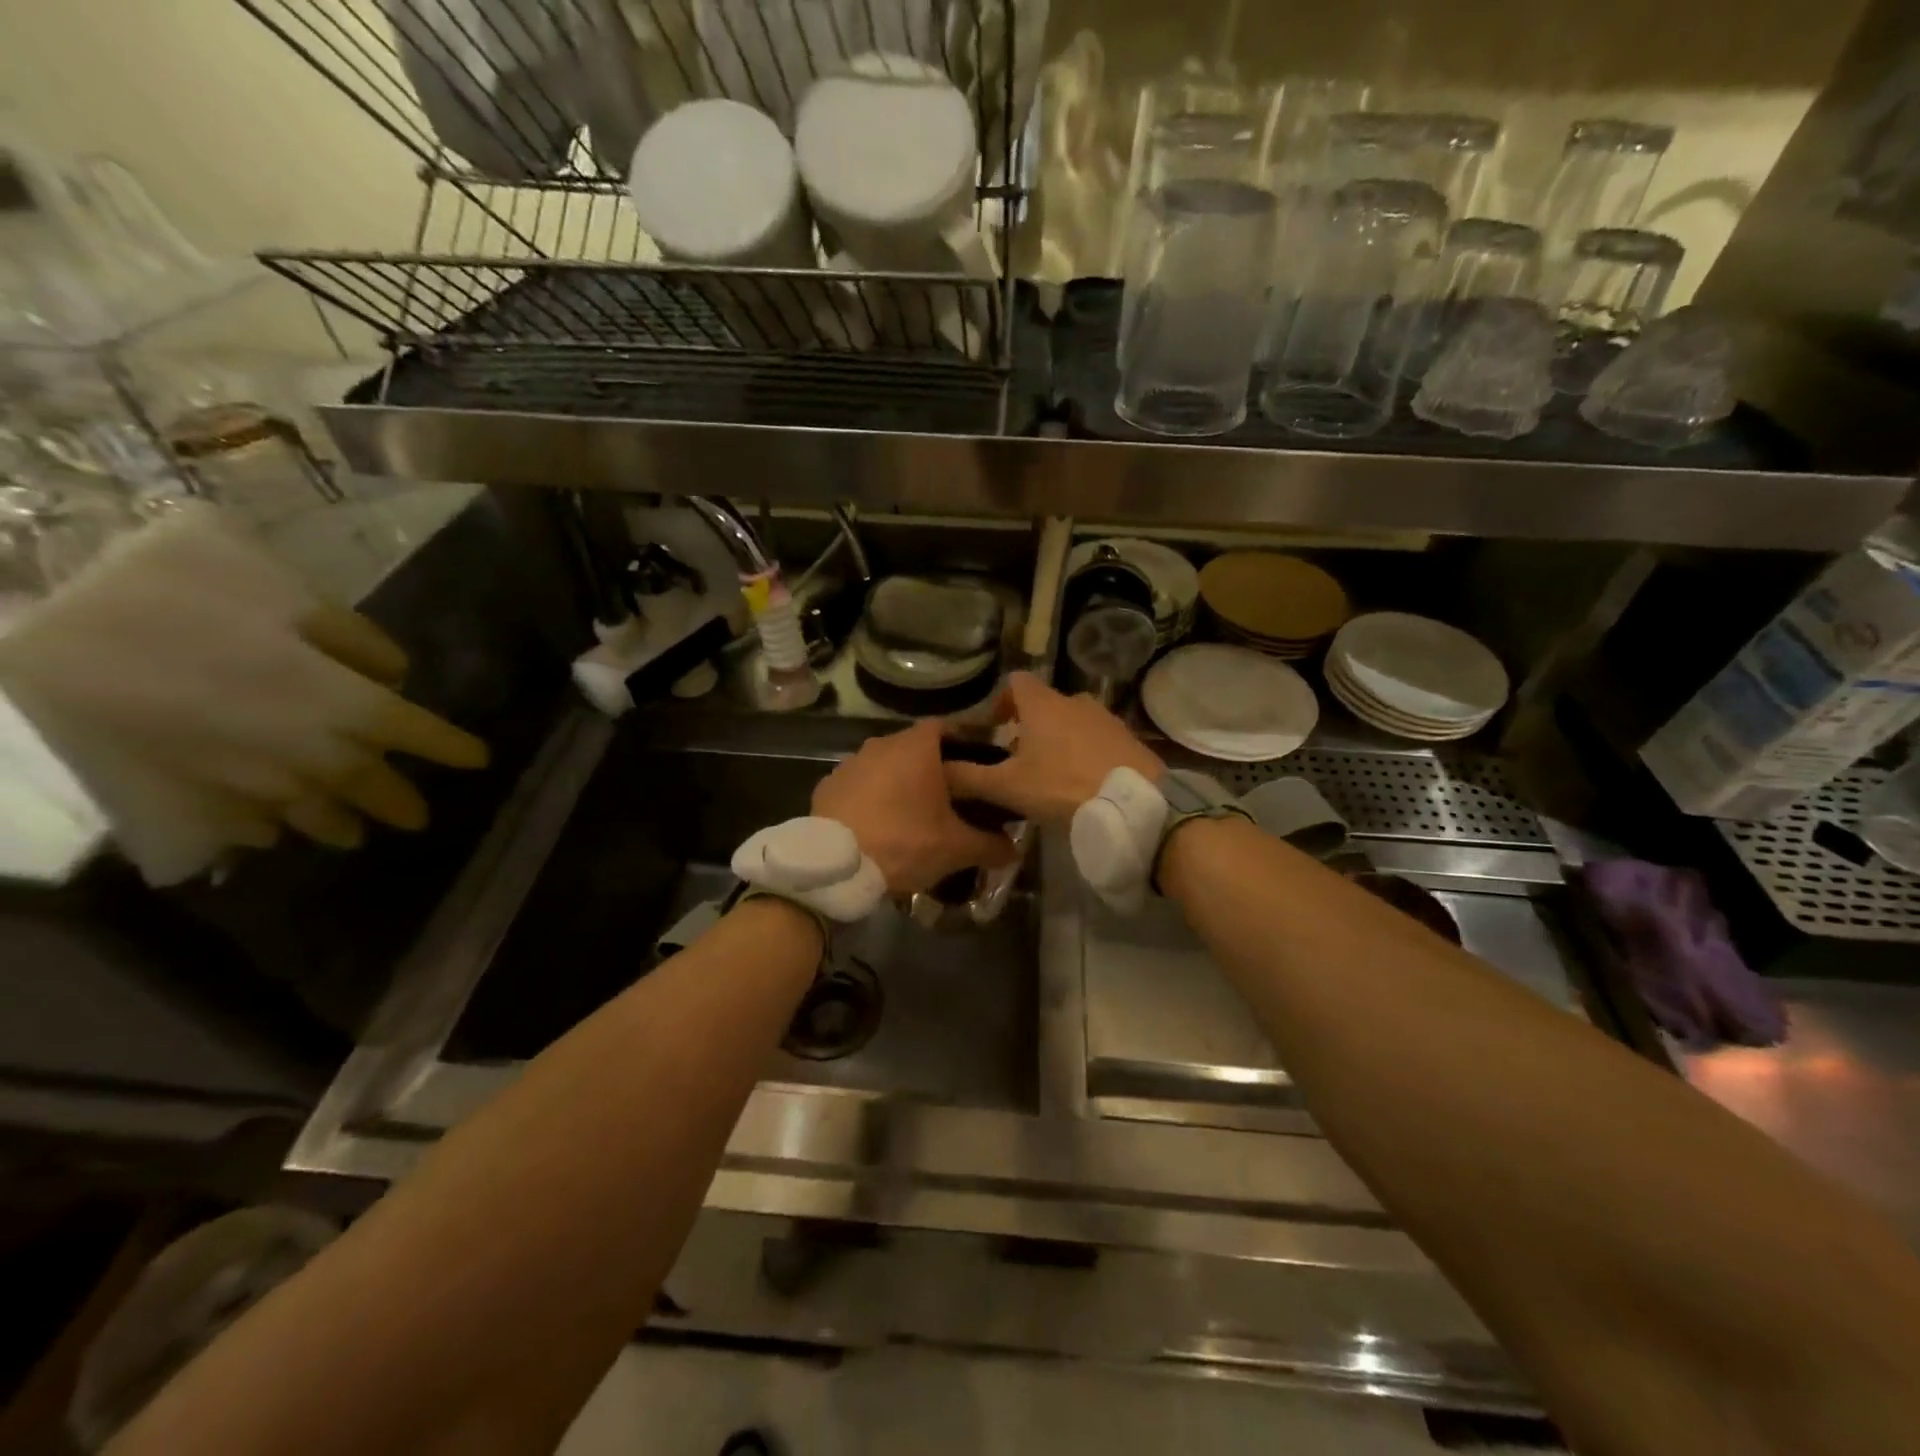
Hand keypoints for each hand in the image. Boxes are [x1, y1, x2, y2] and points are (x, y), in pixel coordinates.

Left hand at [812, 721, 1016, 894]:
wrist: (834, 867)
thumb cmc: (903, 843)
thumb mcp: (956, 848)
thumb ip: (990, 844)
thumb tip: (1014, 848)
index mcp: (916, 747)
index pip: (947, 728)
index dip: (964, 744)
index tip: (977, 767)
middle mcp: (881, 744)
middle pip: (915, 748)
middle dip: (933, 769)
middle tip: (951, 799)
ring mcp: (850, 763)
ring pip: (885, 766)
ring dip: (899, 784)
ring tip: (914, 816)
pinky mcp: (827, 786)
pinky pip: (859, 786)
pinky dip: (871, 799)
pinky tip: (879, 826)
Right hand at [941, 672, 1164, 824]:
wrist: (1134, 802)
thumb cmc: (1062, 786)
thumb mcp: (1007, 787)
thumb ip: (968, 777)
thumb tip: (936, 769)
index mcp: (1042, 704)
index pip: (1015, 681)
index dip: (1000, 702)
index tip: (995, 731)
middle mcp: (1074, 700)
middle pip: (1043, 704)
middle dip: (1028, 728)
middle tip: (1018, 762)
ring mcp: (1104, 717)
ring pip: (1071, 721)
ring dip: (1057, 740)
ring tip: (1050, 775)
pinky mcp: (1126, 737)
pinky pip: (1096, 737)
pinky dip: (1083, 751)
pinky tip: (1081, 782)